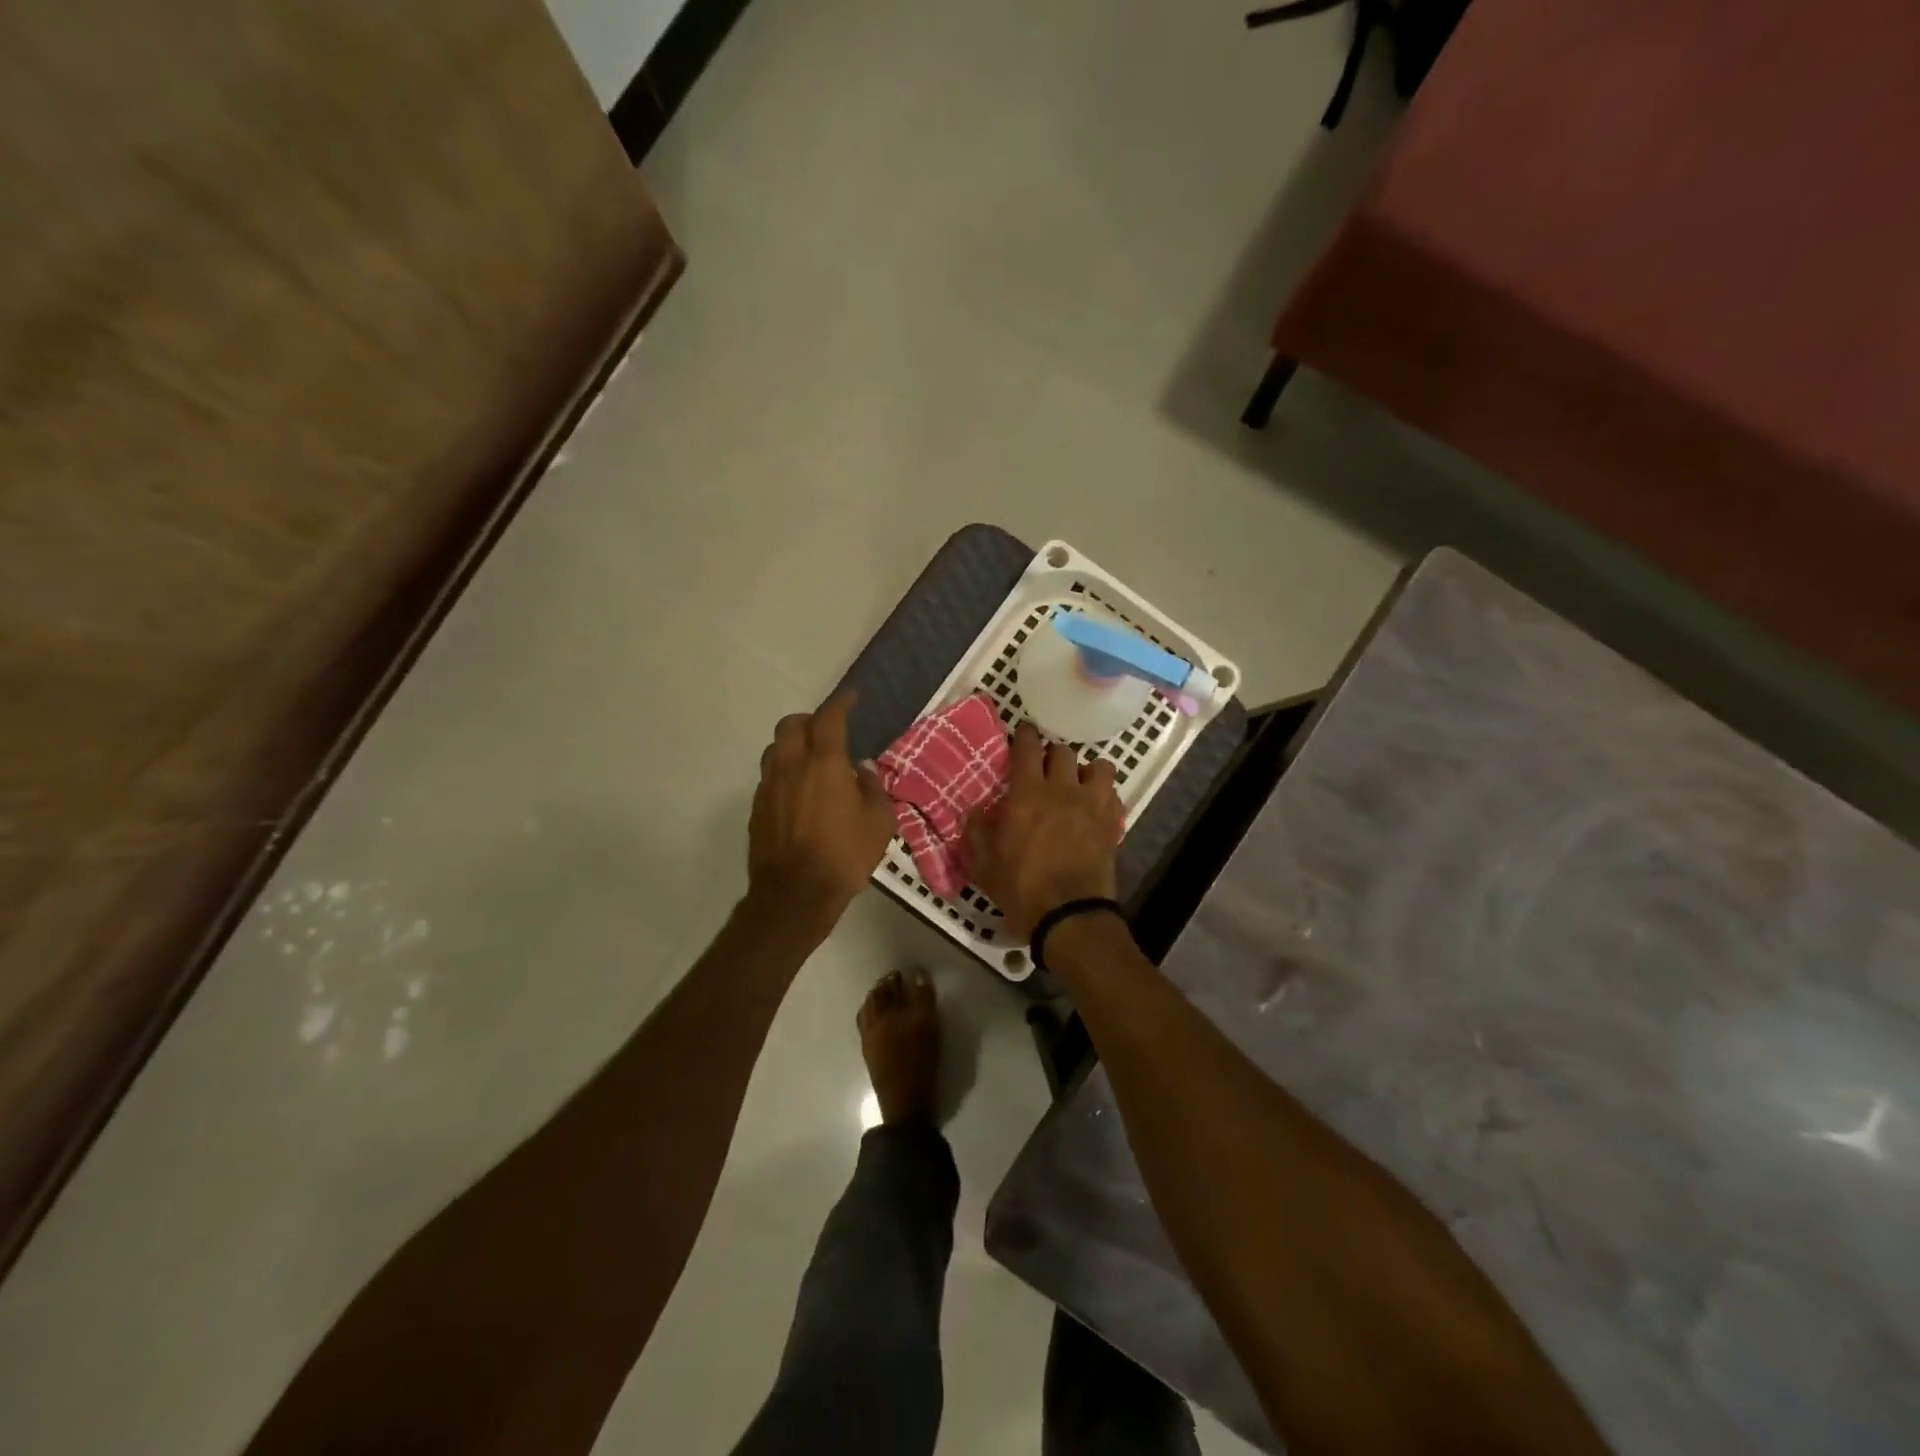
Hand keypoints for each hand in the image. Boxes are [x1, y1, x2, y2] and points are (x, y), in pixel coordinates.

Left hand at [749, 691, 896, 930]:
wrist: (795, 895)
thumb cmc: (845, 856)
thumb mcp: (879, 822)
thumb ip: (872, 788)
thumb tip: (861, 771)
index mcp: (825, 763)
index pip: (830, 718)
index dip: (841, 702)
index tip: (851, 697)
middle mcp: (792, 766)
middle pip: (792, 724)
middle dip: (810, 720)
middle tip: (827, 731)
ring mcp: (769, 787)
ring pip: (775, 749)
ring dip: (792, 745)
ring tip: (810, 762)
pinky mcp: (757, 808)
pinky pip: (769, 777)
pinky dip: (784, 773)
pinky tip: (798, 793)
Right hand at [966, 722, 1123, 939]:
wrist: (1070, 915)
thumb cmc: (1021, 888)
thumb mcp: (984, 864)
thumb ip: (976, 831)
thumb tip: (974, 811)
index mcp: (1027, 794)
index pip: (1027, 748)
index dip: (1024, 735)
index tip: (1022, 732)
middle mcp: (1062, 790)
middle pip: (1063, 751)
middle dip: (1051, 754)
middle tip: (1043, 766)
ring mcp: (1092, 805)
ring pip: (1097, 766)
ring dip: (1084, 769)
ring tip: (1076, 783)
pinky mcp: (1112, 823)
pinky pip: (1113, 793)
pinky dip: (1103, 793)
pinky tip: (1094, 805)